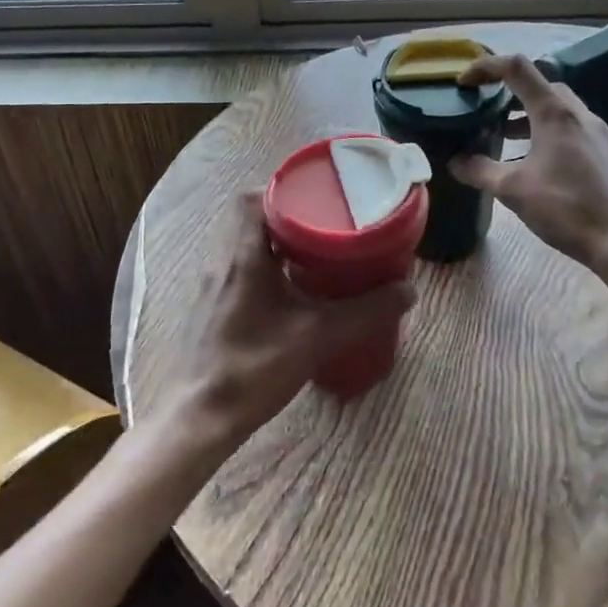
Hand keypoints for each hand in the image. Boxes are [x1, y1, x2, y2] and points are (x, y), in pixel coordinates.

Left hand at [159, 191, 414, 453]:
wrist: (200, 417)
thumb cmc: (254, 367)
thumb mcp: (317, 337)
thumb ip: (365, 312)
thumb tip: (408, 290)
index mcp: (242, 255)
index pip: (252, 198)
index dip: (283, 189)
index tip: (317, 196)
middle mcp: (221, 261)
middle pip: (248, 217)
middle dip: (285, 215)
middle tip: (323, 222)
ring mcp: (212, 285)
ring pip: (242, 243)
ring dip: (273, 240)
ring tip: (312, 251)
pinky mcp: (210, 307)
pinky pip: (237, 267)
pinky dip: (263, 264)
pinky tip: (289, 288)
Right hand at [449, 53, 607, 270]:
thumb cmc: (567, 207)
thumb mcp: (513, 190)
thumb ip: (480, 171)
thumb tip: (454, 162)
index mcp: (555, 112)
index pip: (516, 68)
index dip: (486, 67)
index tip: (463, 83)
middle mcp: (578, 113)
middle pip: (540, 85)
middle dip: (508, 91)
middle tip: (485, 109)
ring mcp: (596, 132)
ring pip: (557, 108)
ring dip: (527, 113)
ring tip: (503, 134)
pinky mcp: (604, 152)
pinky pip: (569, 127)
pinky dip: (545, 131)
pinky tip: (533, 161)